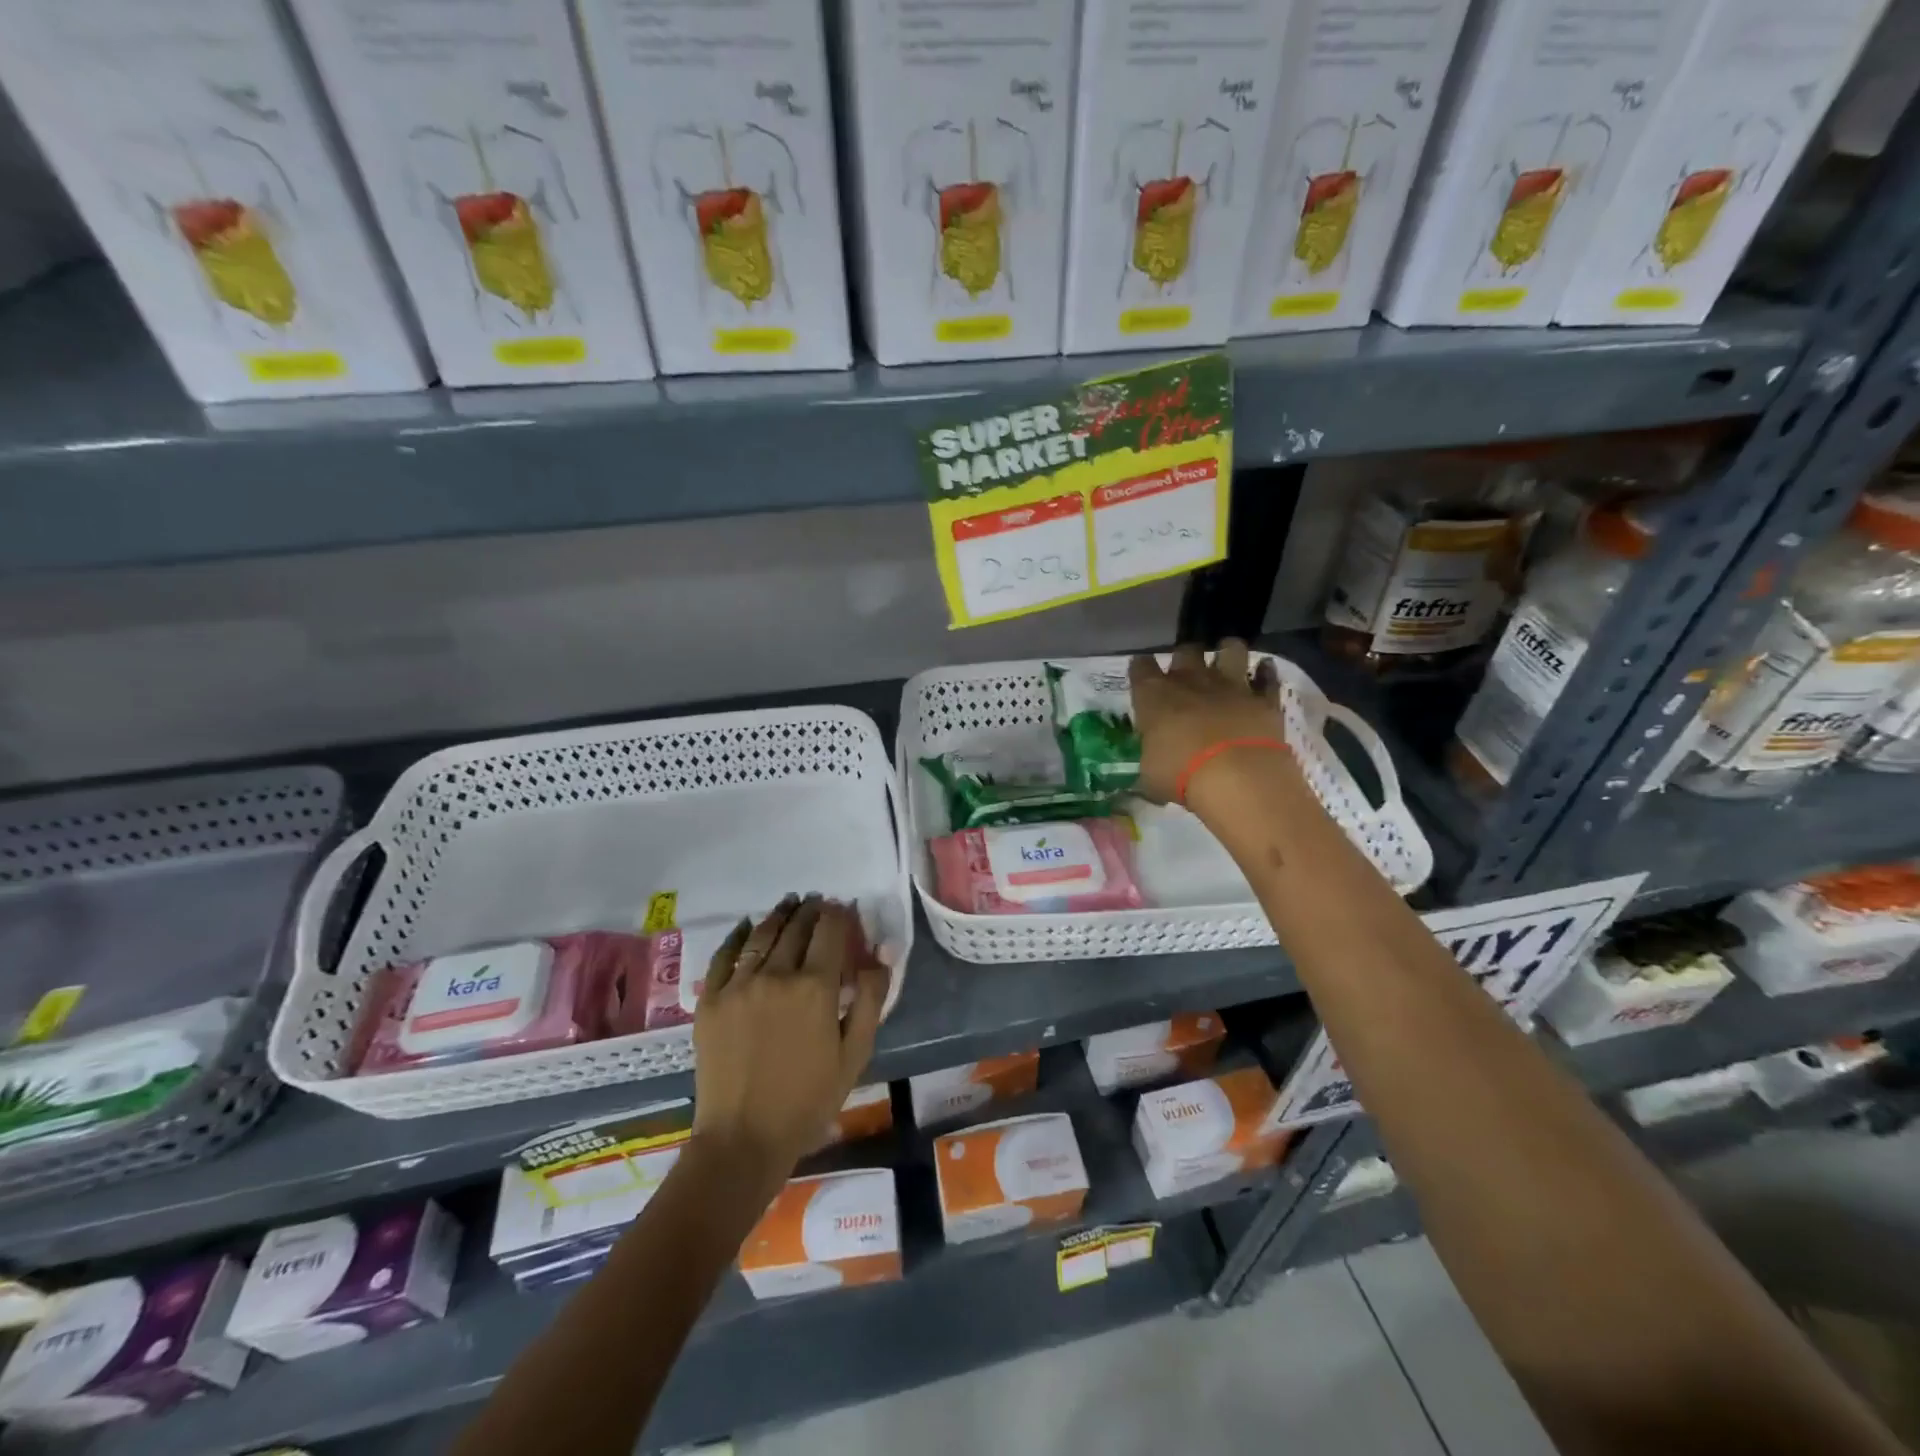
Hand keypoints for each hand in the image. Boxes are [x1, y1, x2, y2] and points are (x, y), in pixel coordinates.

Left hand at [691, 895, 888, 1191]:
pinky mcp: (710, 1000)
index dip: (838, 914)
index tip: (843, 907)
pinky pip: (724, 955)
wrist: (743, 1139)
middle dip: (810, 910)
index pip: (830, 931)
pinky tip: (747, 926)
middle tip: (817, 901)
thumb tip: (880, 955)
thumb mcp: (855, 1053)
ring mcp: (738, 984)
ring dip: (779, 914)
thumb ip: (872, 999)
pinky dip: (739, 935)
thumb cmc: (809, 1100)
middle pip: (796, 927)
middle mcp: (777, 974)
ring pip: (762, 934)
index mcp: (815, 987)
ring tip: (789, 903)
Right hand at [1129, 639, 1289, 810]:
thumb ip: (1151, 761)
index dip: (1141, 669)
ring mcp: (1231, 686)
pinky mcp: (1263, 699)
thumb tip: (1152, 766)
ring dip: (1228, 651)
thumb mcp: (1150, 776)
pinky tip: (1264, 674)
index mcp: (1155, 695)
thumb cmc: (1181, 775)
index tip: (1142, 676)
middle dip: (1184, 657)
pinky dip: (1265, 674)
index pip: (1141, 667)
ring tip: (1226, 660)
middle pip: (1185, 651)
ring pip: (1231, 649)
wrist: (1237, 777)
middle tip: (1185, 673)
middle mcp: (1191, 681)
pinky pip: (1267, 677)